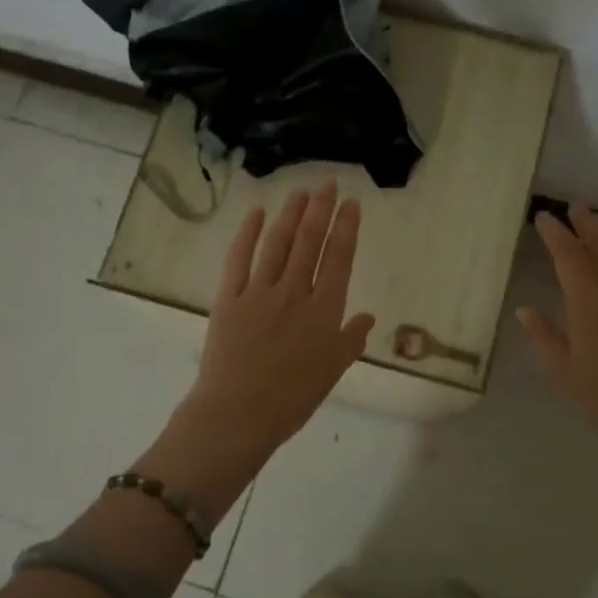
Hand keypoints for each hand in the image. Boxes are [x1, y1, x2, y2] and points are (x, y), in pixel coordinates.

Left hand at [188, 180, 374, 446]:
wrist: (239, 414)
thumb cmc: (291, 399)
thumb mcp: (332, 372)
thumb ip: (350, 340)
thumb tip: (368, 317)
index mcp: (323, 311)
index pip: (338, 259)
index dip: (346, 228)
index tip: (350, 203)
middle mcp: (293, 292)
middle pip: (309, 242)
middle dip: (320, 209)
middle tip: (327, 183)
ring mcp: (259, 292)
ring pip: (278, 243)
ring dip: (290, 214)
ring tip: (300, 191)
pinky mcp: (229, 298)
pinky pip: (238, 259)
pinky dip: (247, 234)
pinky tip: (256, 214)